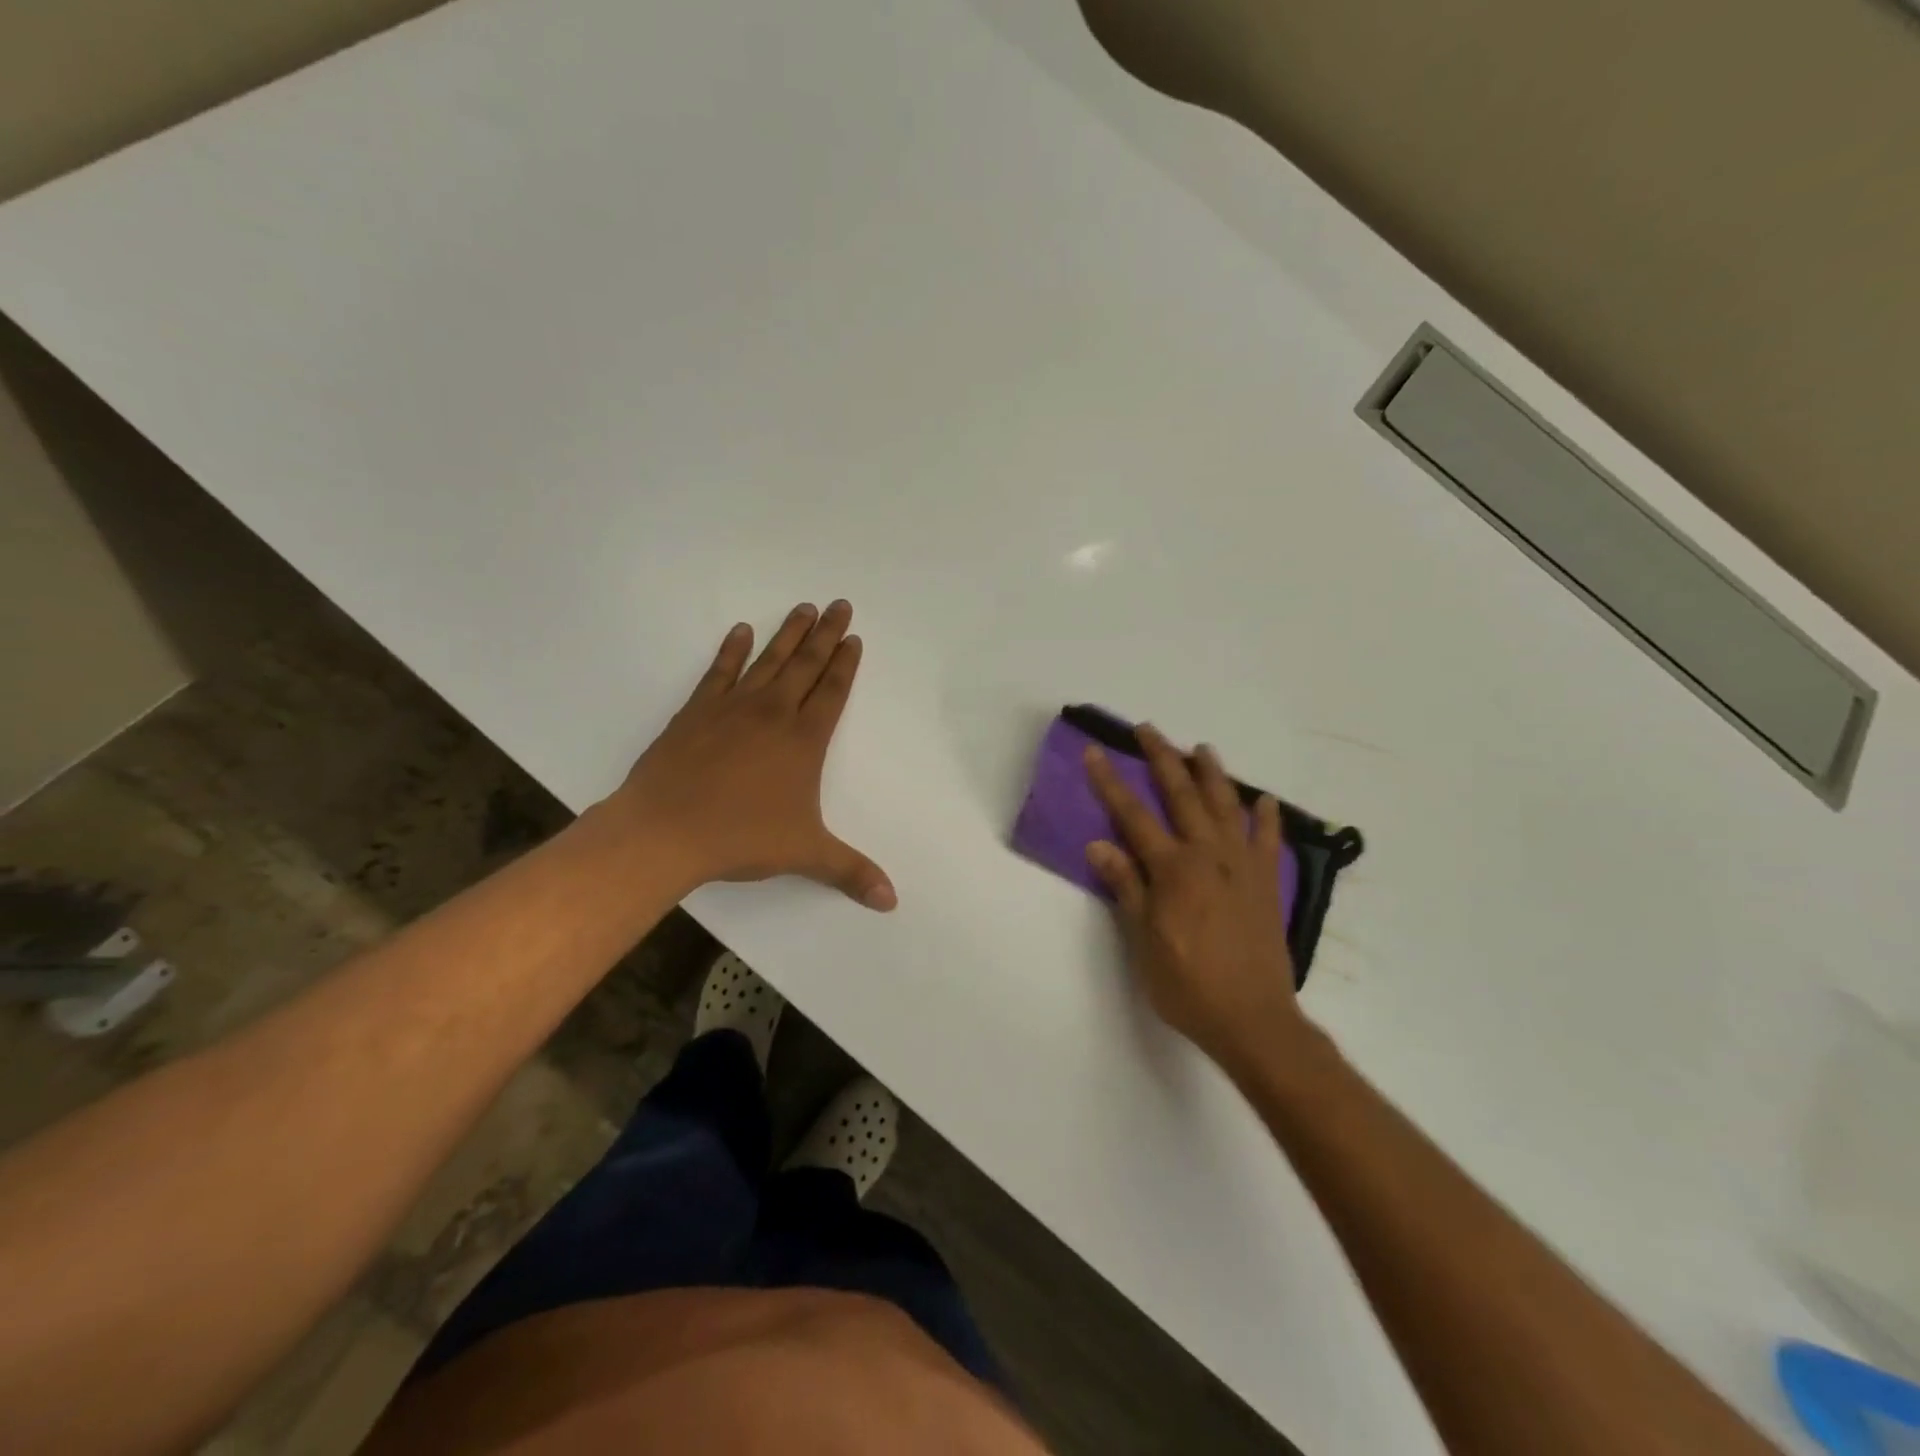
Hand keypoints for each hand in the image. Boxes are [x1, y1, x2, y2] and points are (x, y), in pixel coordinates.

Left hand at [608, 601, 895, 910]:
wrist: (667, 829)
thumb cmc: (742, 837)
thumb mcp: (805, 855)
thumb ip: (850, 871)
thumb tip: (892, 900)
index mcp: (803, 741)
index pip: (832, 692)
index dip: (846, 664)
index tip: (855, 638)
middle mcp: (773, 713)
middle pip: (806, 664)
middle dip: (826, 634)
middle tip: (840, 604)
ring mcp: (733, 707)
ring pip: (768, 660)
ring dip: (788, 633)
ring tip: (804, 607)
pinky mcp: (697, 710)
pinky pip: (720, 671)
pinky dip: (731, 650)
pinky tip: (740, 631)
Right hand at [1083, 726, 1304, 1069]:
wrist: (1252, 1019)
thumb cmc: (1187, 985)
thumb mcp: (1142, 942)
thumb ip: (1126, 888)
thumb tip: (1100, 844)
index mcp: (1172, 870)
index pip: (1133, 815)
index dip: (1110, 782)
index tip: (1095, 752)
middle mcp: (1207, 856)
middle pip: (1181, 795)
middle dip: (1162, 758)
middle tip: (1148, 729)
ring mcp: (1242, 866)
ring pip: (1226, 806)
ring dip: (1212, 774)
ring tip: (1201, 749)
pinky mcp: (1266, 884)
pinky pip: (1267, 840)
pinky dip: (1266, 817)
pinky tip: (1263, 799)